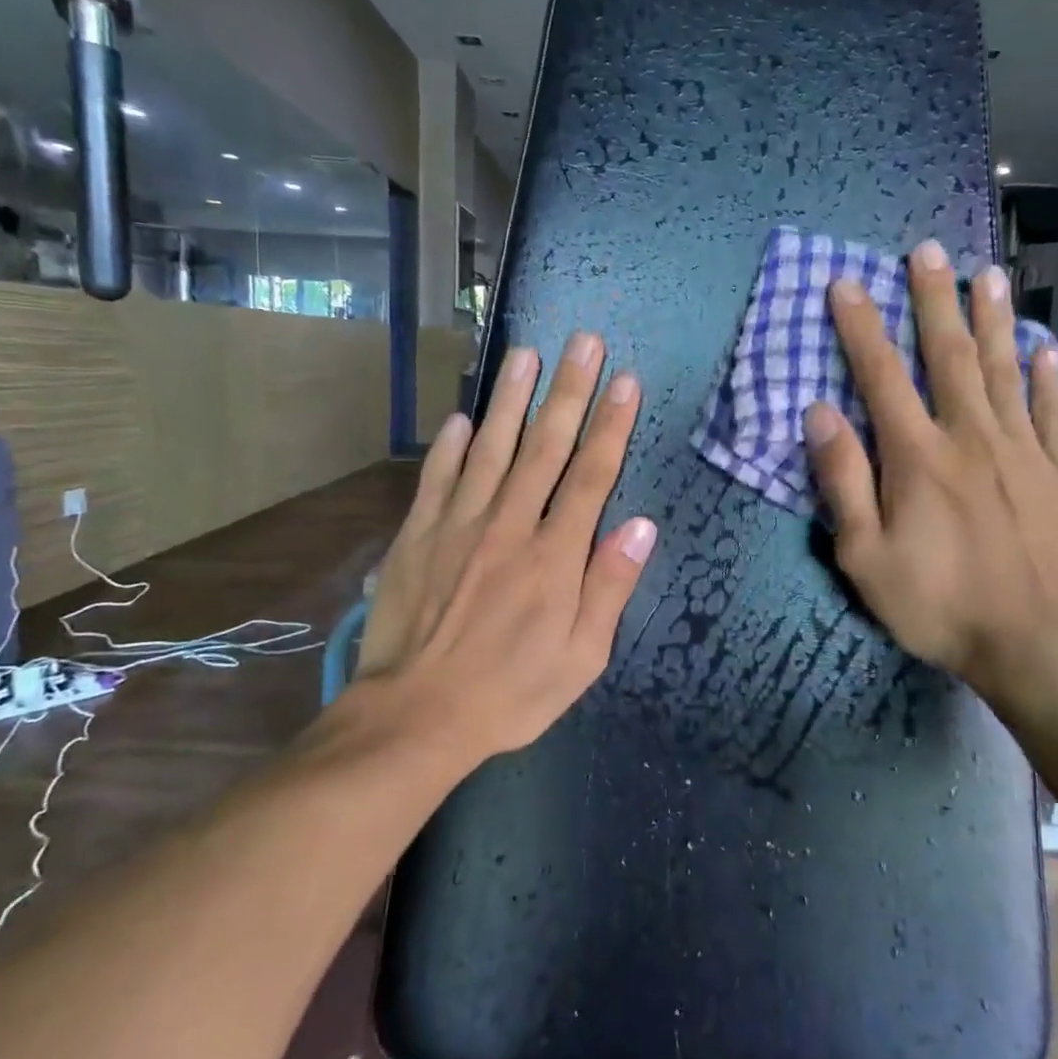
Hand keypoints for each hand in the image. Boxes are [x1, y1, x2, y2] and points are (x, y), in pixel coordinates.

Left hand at [342, 332, 656, 761]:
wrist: (415, 717)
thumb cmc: (510, 693)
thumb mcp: (581, 659)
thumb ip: (609, 588)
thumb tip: (642, 526)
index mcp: (555, 557)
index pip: (591, 476)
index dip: (612, 425)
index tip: (626, 381)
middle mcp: (509, 526)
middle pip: (545, 446)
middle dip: (568, 391)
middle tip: (583, 341)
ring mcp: (459, 526)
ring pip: (492, 448)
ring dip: (510, 399)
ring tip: (525, 354)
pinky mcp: (418, 537)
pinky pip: (437, 479)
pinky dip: (450, 446)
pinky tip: (461, 419)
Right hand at [802, 239, 1057, 708]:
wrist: (1036, 642)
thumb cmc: (938, 604)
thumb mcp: (864, 556)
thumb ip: (842, 481)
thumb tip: (820, 413)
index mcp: (917, 456)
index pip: (881, 375)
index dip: (860, 326)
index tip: (846, 283)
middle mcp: (970, 436)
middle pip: (948, 355)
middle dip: (933, 299)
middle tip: (927, 250)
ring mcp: (1022, 450)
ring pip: (1004, 370)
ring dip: (993, 319)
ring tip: (988, 274)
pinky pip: (1053, 411)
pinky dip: (1048, 377)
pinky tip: (1047, 348)